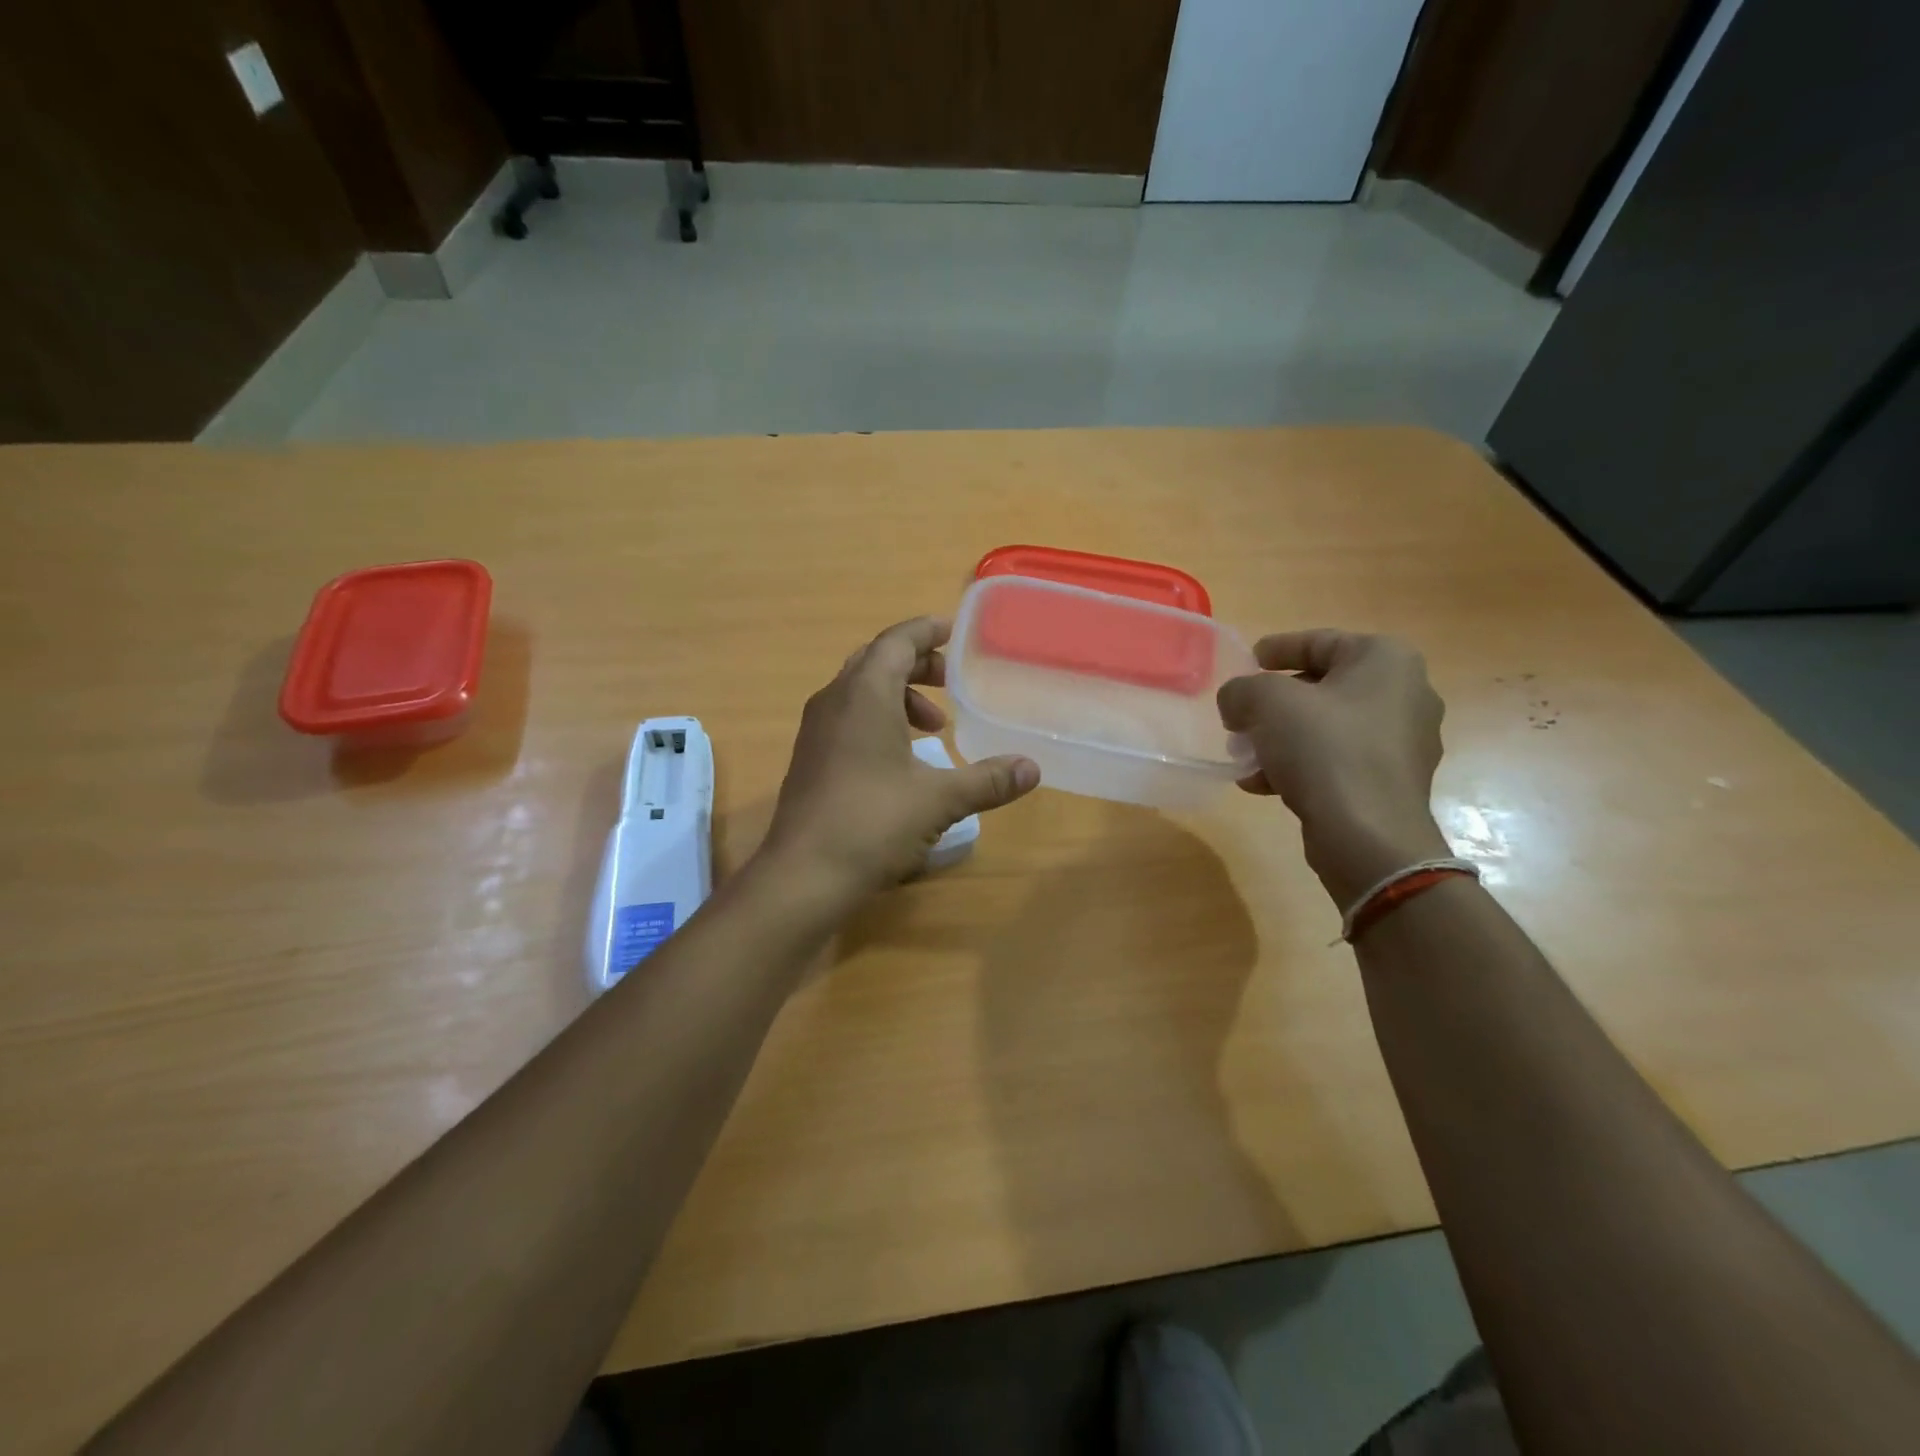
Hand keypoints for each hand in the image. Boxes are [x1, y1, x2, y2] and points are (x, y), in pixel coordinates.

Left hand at [758, 617, 1039, 909]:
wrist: (804, 875)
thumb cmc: (873, 823)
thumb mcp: (939, 800)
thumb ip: (987, 780)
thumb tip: (1032, 769)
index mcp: (864, 694)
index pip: (897, 640)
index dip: (927, 631)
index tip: (956, 633)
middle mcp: (834, 701)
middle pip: (877, 661)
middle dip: (917, 665)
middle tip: (952, 684)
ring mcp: (816, 730)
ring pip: (860, 691)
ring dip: (899, 697)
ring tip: (933, 728)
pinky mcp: (810, 758)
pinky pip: (848, 718)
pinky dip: (879, 720)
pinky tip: (902, 760)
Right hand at [1217, 630, 1451, 906]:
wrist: (1368, 834)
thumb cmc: (1323, 749)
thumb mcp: (1266, 703)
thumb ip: (1241, 689)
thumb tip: (1236, 701)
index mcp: (1385, 660)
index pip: (1320, 641)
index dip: (1277, 648)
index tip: (1246, 662)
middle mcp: (1405, 694)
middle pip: (1322, 686)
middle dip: (1273, 702)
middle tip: (1239, 716)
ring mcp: (1402, 741)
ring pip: (1326, 727)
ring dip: (1280, 737)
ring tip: (1243, 755)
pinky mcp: (1391, 781)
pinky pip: (1337, 760)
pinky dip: (1300, 765)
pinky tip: (1262, 784)